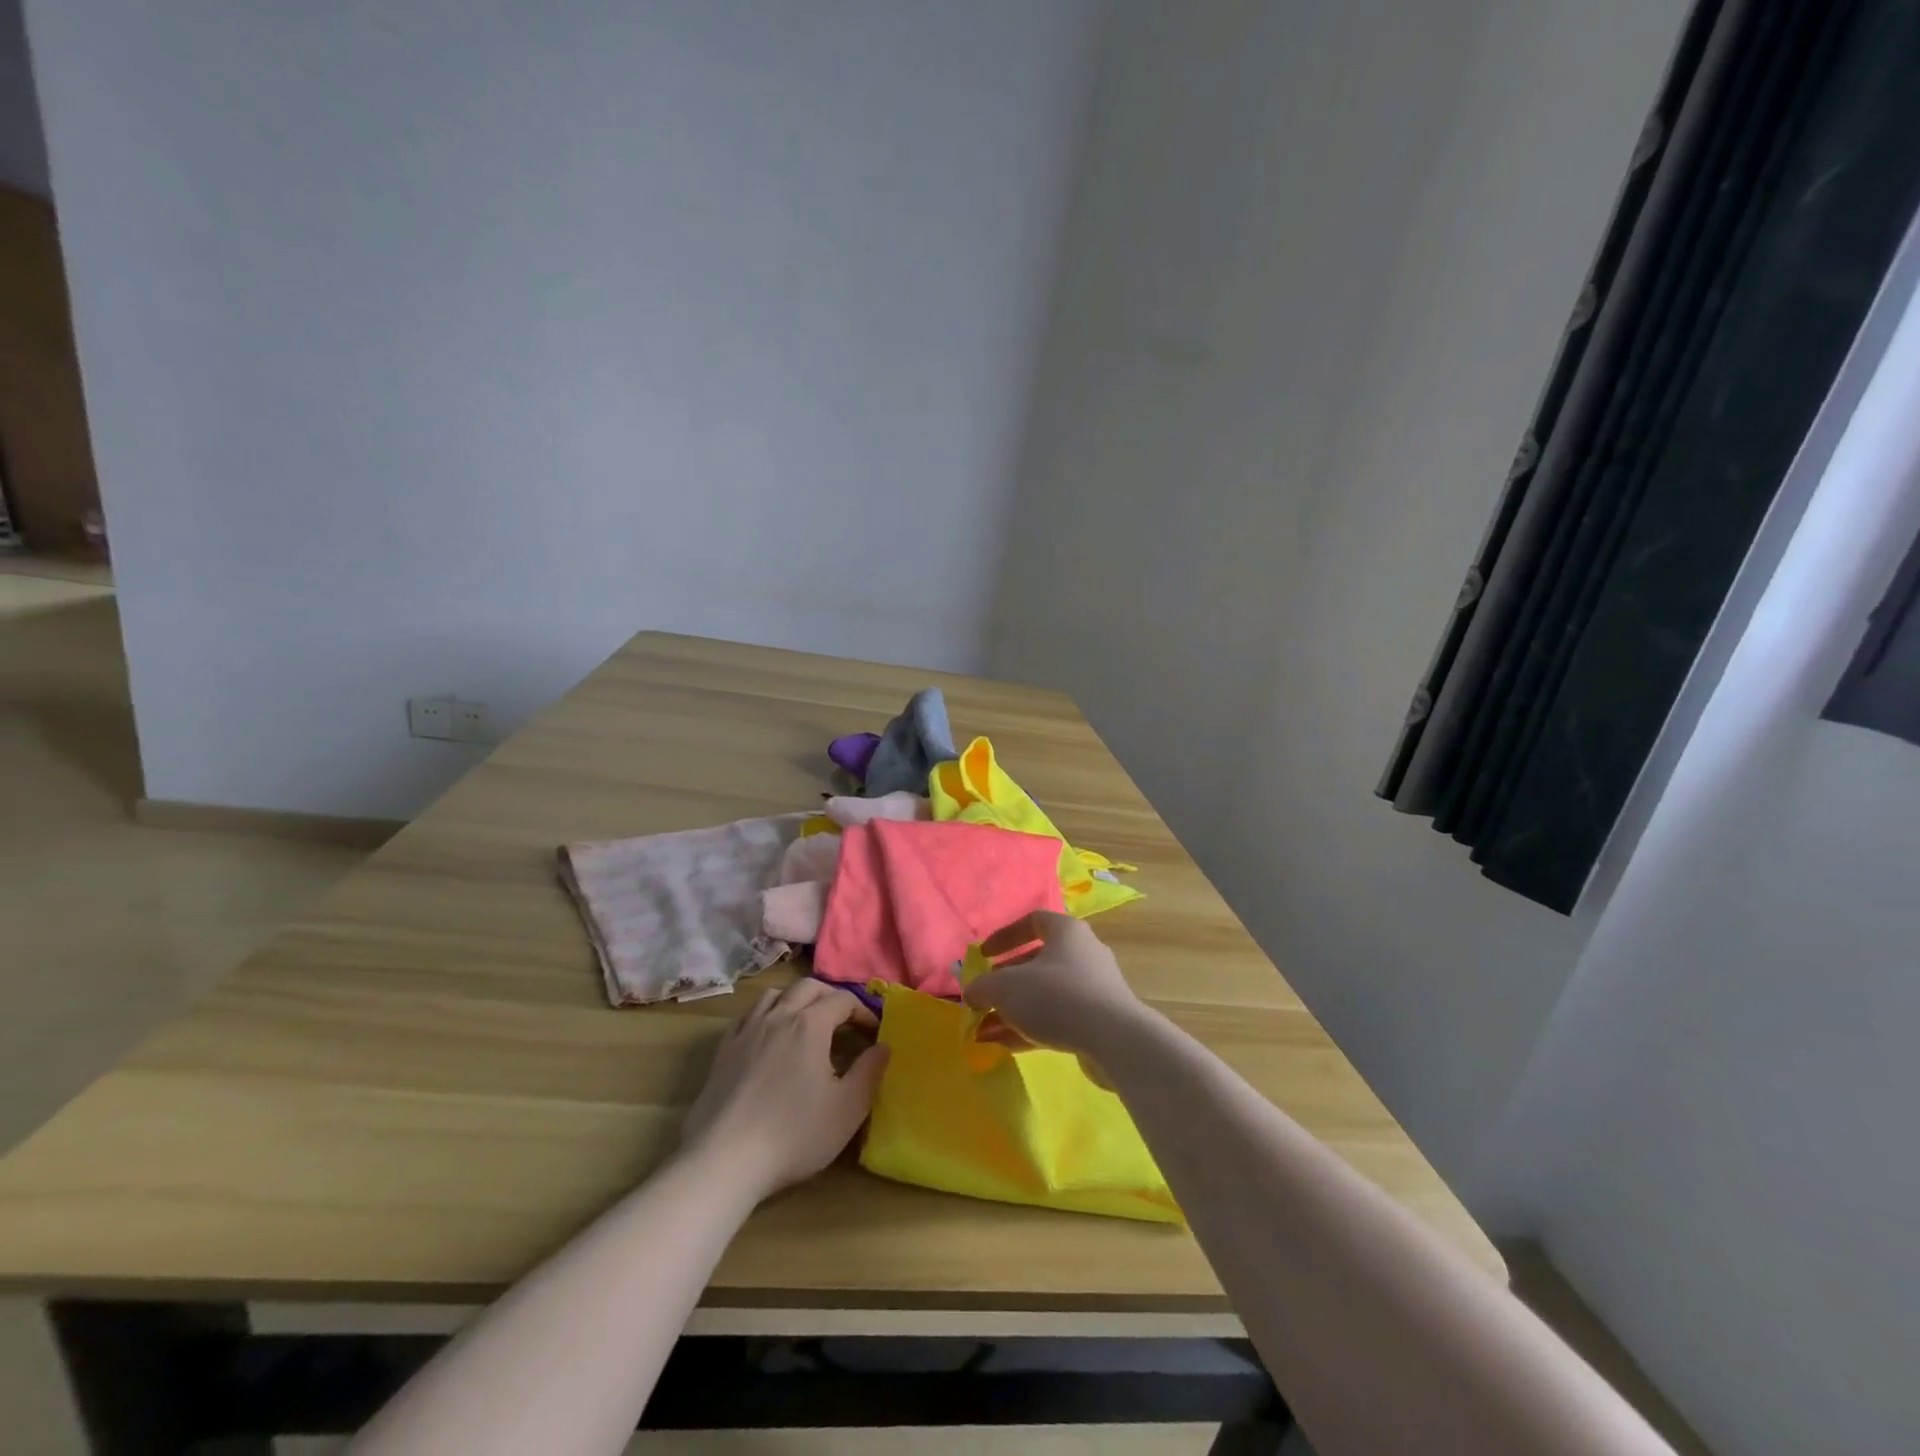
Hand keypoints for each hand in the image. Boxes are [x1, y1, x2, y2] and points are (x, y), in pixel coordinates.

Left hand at [680, 979, 889, 1201]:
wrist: (724, 1159)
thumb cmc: (794, 1134)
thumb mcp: (848, 1108)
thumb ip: (870, 1072)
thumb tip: (883, 1046)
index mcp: (810, 1025)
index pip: (842, 1000)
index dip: (863, 1012)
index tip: (873, 1034)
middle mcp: (778, 1016)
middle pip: (808, 987)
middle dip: (830, 997)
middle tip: (844, 1020)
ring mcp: (746, 1030)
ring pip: (774, 994)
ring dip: (796, 999)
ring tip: (806, 1022)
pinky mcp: (723, 1050)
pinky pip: (747, 1015)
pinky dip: (765, 1014)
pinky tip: (768, 1036)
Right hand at [965, 912, 1150, 1063]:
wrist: (1114, 1039)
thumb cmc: (1056, 996)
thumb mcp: (1006, 987)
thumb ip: (982, 987)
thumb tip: (971, 993)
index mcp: (1066, 932)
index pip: (1032, 921)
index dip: (1004, 936)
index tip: (983, 956)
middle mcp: (1083, 953)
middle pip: (1037, 962)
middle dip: (1005, 983)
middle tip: (983, 999)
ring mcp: (1093, 988)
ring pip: (1045, 995)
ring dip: (1013, 1011)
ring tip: (984, 1032)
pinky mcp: (1099, 1021)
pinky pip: (1058, 1018)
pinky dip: (1031, 1028)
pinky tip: (1005, 1046)